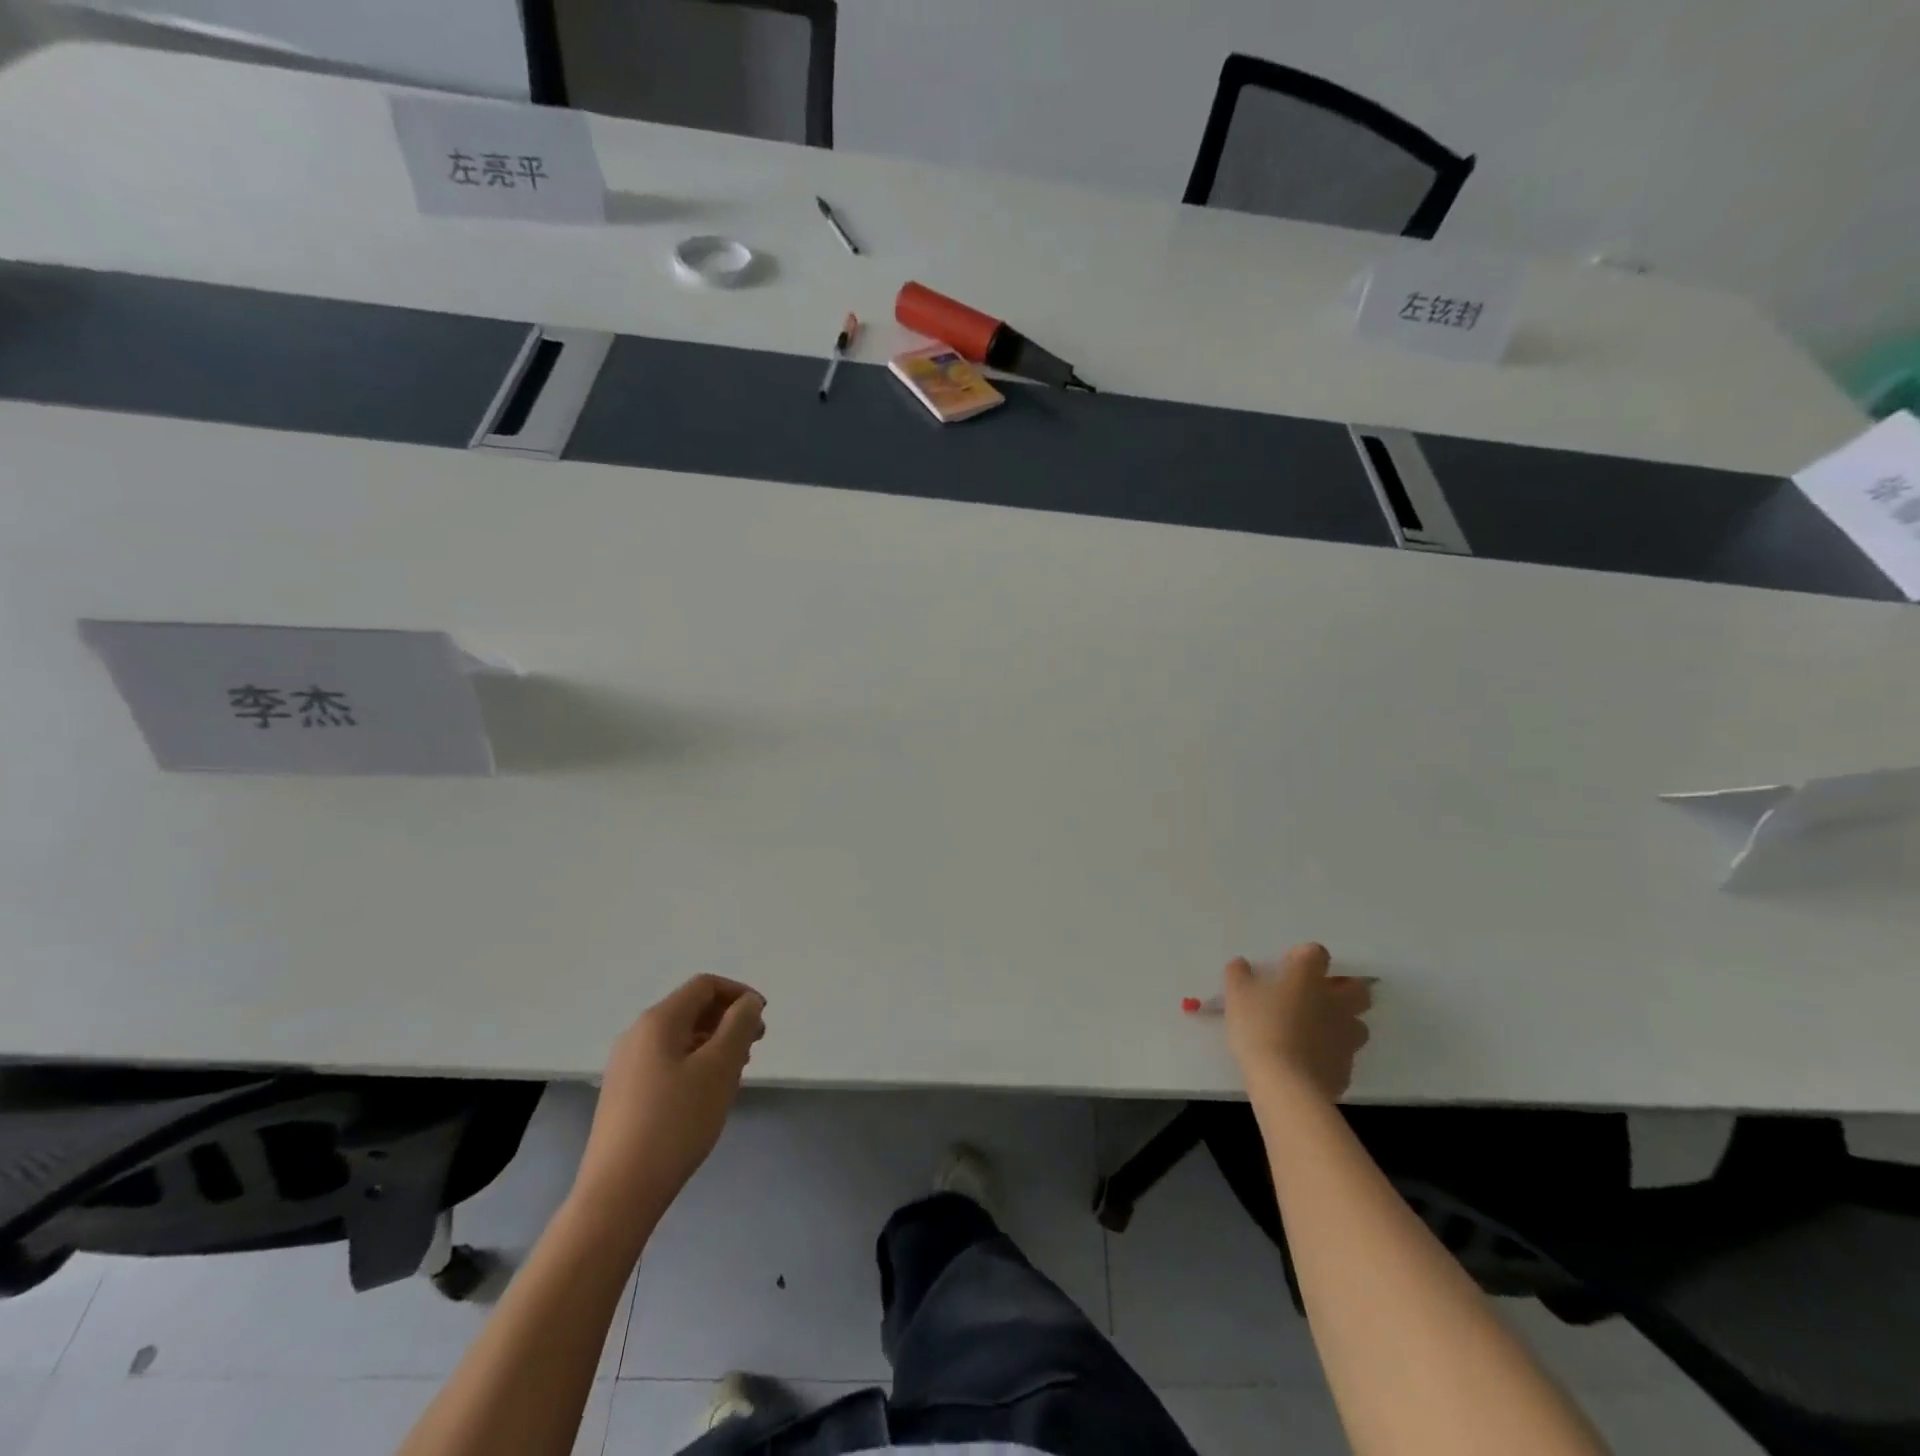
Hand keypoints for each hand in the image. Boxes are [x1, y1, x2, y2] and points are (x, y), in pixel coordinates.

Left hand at [569, 975, 765, 1232]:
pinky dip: (694, 1063)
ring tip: (736, 1072)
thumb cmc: (676, 1122)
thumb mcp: (720, 1067)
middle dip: (728, 1019)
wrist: (617, 1194)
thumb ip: (739, 1025)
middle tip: (755, 1046)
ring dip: (713, 1043)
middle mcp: (636, 1035)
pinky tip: (707, 1094)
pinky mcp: (623, 1095)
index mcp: (658, 1021)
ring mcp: (625, 1066)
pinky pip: (666, 1061)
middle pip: (691, 1009)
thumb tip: (747, 1002)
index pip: (704, 986)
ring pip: (679, 1038)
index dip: (739, 993)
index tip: (763, 1019)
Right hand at [1222, 944, 1370, 1101]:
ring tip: (1315, 1032)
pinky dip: (1331, 1055)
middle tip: (1316, 997)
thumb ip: (1238, 974)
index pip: (1317, 953)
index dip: (1303, 957)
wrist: (1286, 1084)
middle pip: (1356, 989)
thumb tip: (1241, 964)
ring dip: (1342, 1023)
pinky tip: (1309, 1062)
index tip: (1287, 967)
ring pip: (1357, 1024)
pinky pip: (1344, 1055)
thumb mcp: (1236, 995)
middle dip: (1342, 989)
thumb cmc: (1260, 1028)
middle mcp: (1335, 1002)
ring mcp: (1346, 1037)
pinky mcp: (1346, 1068)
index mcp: (1308, 978)